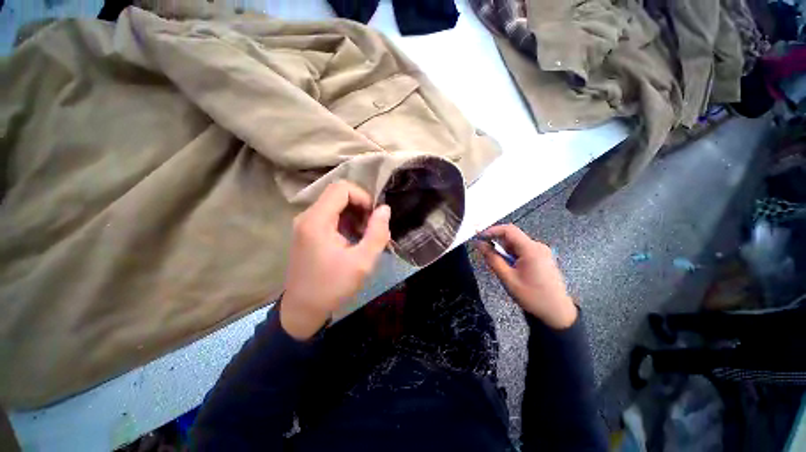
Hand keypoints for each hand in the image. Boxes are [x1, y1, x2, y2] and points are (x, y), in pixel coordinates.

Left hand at [281, 181, 390, 339]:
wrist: (303, 309)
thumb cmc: (333, 287)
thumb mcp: (362, 262)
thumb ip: (377, 233)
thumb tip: (384, 209)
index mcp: (317, 221)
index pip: (342, 188)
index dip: (363, 197)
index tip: (373, 217)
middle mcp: (307, 216)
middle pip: (338, 194)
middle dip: (360, 207)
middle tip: (371, 228)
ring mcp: (305, 224)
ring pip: (335, 204)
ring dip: (354, 215)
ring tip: (364, 236)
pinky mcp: (307, 231)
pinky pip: (330, 215)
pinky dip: (346, 222)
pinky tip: (353, 239)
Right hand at [478, 224, 576, 328]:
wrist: (557, 313)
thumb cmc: (532, 296)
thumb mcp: (508, 278)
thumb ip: (492, 258)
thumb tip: (479, 244)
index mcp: (531, 249)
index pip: (508, 230)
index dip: (491, 230)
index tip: (479, 236)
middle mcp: (538, 246)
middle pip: (512, 237)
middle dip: (498, 245)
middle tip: (490, 259)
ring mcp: (542, 252)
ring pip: (516, 245)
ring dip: (505, 253)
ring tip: (505, 270)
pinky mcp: (542, 257)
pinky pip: (522, 251)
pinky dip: (513, 256)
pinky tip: (513, 270)